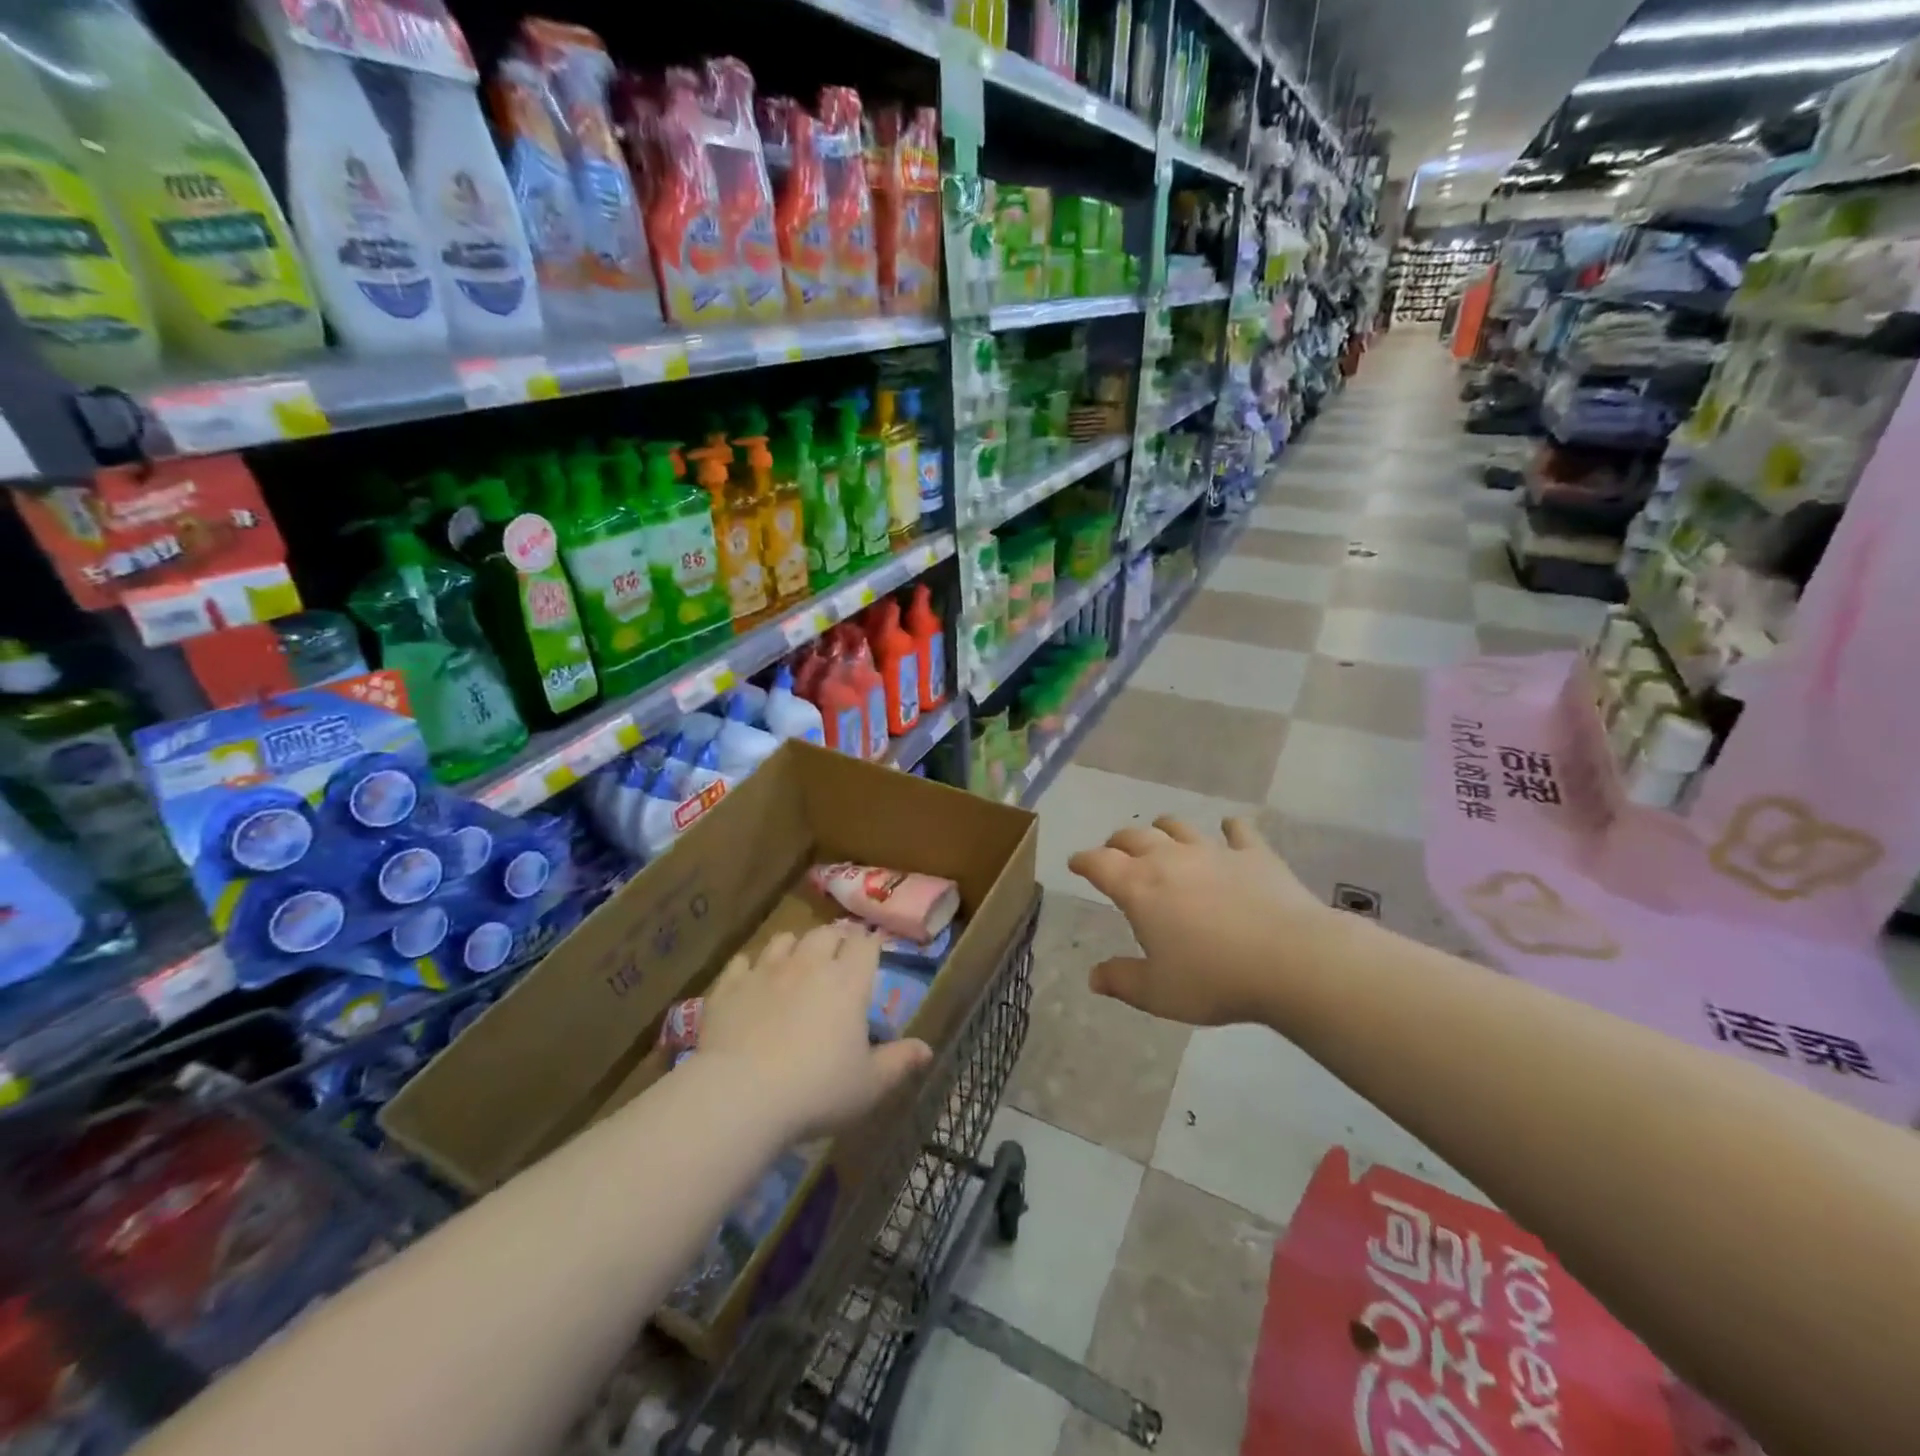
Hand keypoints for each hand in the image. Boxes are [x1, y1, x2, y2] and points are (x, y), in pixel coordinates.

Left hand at [698, 925, 932, 1141]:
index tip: (871, 952)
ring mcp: (765, 971)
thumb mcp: (869, 1085)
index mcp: (848, 982)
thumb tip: (926, 1049)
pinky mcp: (729, 986)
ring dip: (794, 946)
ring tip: (796, 962)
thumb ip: (899, 1062)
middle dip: (835, 940)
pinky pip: (741, 962)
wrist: (740, 1095)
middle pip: (826, 933)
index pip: (865, 944)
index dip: (870, 945)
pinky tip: (751, 981)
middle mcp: (809, 964)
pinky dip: (749, 967)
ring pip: (784, 939)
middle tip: (838, 957)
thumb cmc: (816, 1090)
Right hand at [1068, 817, 1337, 1026]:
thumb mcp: (1157, 993)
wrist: (1292, 960)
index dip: (1083, 861)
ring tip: (1159, 834)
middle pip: (1133, 837)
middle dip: (1117, 843)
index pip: (1099, 863)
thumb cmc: (1214, 979)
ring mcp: (1213, 851)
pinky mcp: (1254, 854)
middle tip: (1113, 852)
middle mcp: (1170, 859)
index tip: (1075, 863)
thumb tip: (1093, 977)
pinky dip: (1229, 828)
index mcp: (1139, 887)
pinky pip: (1237, 830)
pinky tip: (1229, 829)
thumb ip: (1121, 981)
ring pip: (1178, 826)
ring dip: (1162, 828)